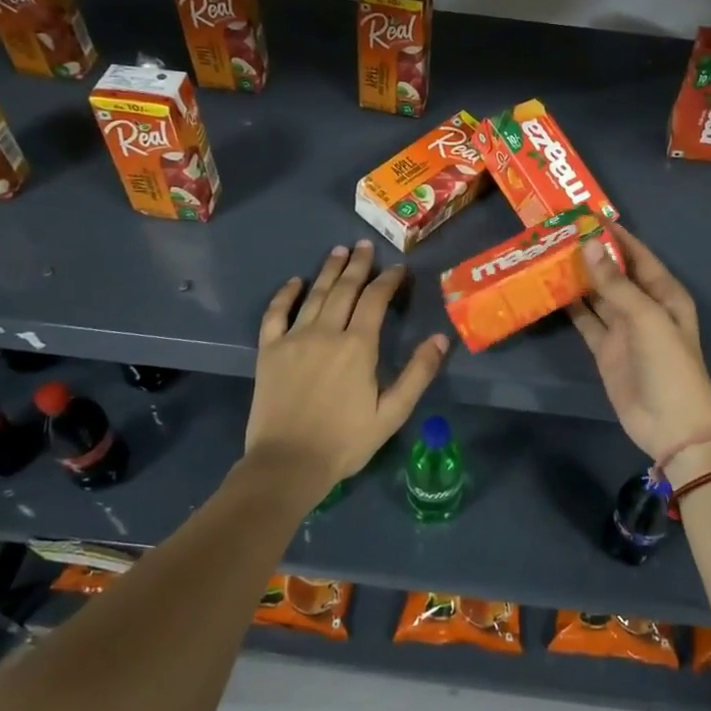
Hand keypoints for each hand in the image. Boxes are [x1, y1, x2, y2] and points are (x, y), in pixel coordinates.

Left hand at [245, 239, 447, 500]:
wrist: (287, 463)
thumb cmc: (345, 441)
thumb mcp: (391, 413)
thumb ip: (418, 373)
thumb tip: (441, 338)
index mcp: (358, 346)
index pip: (375, 300)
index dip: (388, 280)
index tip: (398, 269)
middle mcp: (326, 332)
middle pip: (345, 289)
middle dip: (358, 265)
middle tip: (366, 246)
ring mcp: (294, 338)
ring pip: (315, 294)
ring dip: (329, 270)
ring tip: (339, 251)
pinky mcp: (269, 351)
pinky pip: (276, 314)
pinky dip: (285, 295)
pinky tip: (295, 282)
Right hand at [568, 224, 710, 474]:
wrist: (671, 425)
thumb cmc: (669, 364)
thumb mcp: (646, 318)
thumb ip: (615, 283)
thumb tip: (588, 244)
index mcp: (664, 293)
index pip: (637, 254)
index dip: (614, 235)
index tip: (584, 215)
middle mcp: (643, 305)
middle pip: (614, 272)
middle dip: (590, 253)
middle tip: (556, 232)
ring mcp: (623, 328)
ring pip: (597, 294)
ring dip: (577, 277)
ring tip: (546, 254)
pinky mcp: (605, 349)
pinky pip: (586, 320)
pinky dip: (570, 306)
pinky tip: (549, 290)